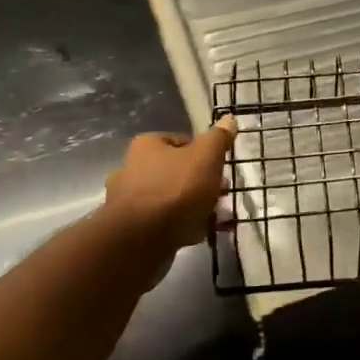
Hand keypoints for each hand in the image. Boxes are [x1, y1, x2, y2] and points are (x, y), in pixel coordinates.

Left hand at [102, 119, 235, 259]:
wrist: (141, 240)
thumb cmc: (176, 189)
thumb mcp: (206, 156)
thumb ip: (218, 138)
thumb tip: (229, 119)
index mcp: (146, 147)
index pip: (181, 142)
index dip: (204, 153)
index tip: (220, 167)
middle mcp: (132, 170)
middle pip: (177, 172)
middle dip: (203, 183)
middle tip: (223, 192)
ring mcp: (130, 203)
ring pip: (173, 199)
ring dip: (197, 207)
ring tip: (220, 217)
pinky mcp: (133, 231)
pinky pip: (166, 223)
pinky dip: (185, 226)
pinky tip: (205, 233)